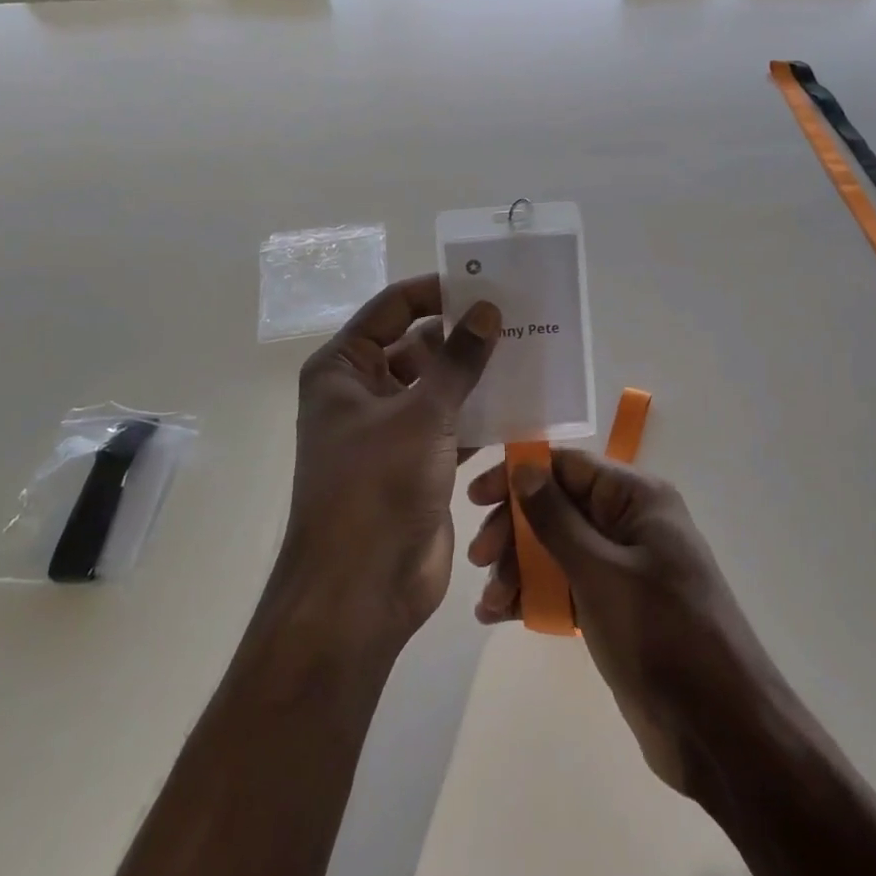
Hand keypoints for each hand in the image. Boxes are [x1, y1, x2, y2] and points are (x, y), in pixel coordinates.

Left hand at [283, 274, 499, 649]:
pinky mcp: (418, 463)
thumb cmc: (376, 488)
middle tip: (519, 317)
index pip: (392, 308)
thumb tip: (487, 309)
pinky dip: (482, 414)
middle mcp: (363, 392)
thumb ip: (458, 360)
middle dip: (464, 334)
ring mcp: (391, 430)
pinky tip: (524, 402)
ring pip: (440, 386)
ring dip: (477, 375)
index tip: (485, 284)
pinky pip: (453, 424)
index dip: (436, 292)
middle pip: (418, 345)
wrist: (361, 590)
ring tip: (530, 352)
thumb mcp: (421, 414)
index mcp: (344, 369)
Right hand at [466, 451, 778, 798]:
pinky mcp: (614, 607)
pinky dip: (533, 596)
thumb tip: (523, 466)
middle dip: (514, 529)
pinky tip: (500, 615)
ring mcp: (622, 567)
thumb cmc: (661, 635)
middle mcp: (630, 523)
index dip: (519, 476)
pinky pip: (564, 586)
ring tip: (491, 602)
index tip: (475, 499)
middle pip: (557, 506)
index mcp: (638, 498)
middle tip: (479, 559)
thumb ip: (555, 518)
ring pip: (555, 549)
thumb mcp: (600, 571)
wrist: (720, 730)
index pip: (567, 466)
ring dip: (517, 568)